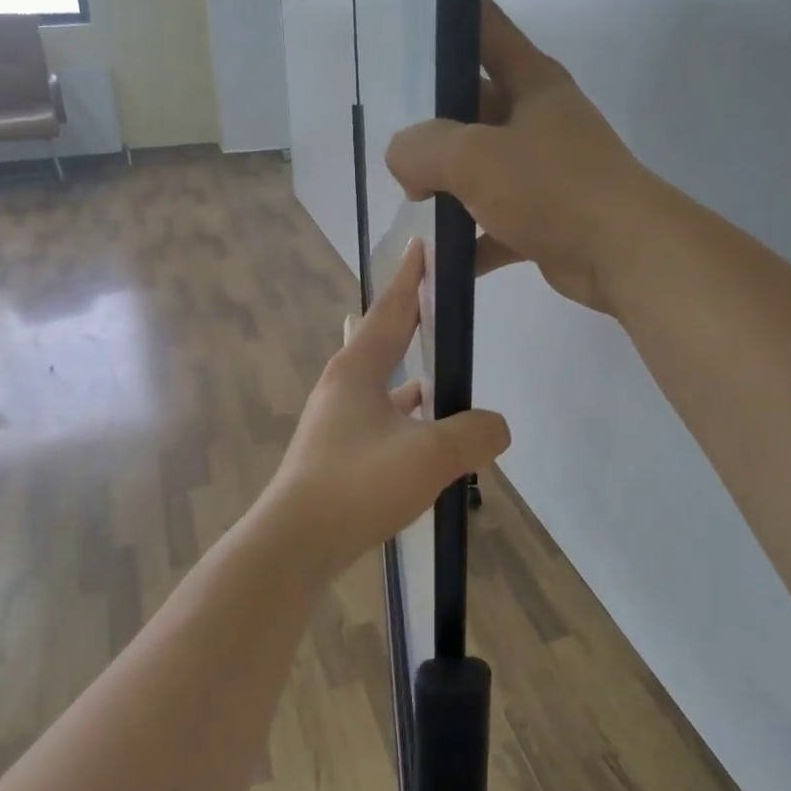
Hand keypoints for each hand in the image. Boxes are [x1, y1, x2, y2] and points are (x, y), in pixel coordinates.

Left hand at [262, 240, 511, 579]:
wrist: (294, 543)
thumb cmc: (357, 485)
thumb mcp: (430, 456)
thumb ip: (474, 434)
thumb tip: (497, 427)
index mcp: (358, 370)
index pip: (391, 310)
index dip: (411, 278)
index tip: (422, 246)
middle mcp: (342, 387)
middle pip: (382, 340)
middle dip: (409, 320)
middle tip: (436, 304)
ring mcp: (335, 421)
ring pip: (380, 384)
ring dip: (407, 375)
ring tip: (439, 375)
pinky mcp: (335, 453)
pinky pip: (379, 419)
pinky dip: (404, 417)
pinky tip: (422, 434)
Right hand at [385, 0, 655, 313]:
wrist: (624, 254)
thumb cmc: (551, 188)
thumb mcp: (473, 157)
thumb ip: (422, 149)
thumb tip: (404, 163)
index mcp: (532, 82)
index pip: (486, 29)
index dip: (452, 15)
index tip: (414, 16)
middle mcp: (540, 120)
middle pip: (475, 107)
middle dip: (436, 127)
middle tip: (399, 148)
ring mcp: (546, 171)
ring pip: (484, 169)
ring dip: (450, 187)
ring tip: (412, 201)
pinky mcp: (548, 219)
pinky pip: (496, 223)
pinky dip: (471, 240)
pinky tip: (441, 258)